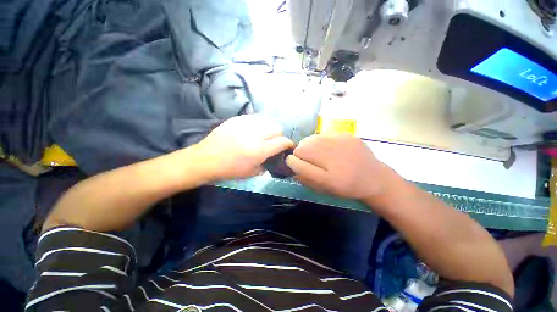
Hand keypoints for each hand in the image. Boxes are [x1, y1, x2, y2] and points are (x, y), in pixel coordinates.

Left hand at [195, 115, 293, 180]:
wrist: (206, 159)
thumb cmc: (229, 170)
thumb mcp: (251, 173)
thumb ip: (266, 164)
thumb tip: (272, 158)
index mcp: (259, 150)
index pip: (282, 141)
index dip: (288, 144)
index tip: (287, 147)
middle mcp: (255, 134)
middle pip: (277, 128)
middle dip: (279, 135)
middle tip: (273, 142)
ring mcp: (245, 124)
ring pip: (267, 120)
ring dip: (269, 128)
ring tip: (263, 135)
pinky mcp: (237, 119)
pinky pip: (254, 118)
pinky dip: (258, 124)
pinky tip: (252, 131)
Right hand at [286, 133, 394, 199]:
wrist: (374, 178)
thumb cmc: (346, 187)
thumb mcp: (325, 189)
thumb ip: (305, 179)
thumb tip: (291, 166)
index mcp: (329, 179)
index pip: (299, 164)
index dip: (291, 162)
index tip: (292, 163)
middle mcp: (334, 159)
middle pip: (302, 148)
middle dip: (299, 153)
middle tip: (305, 158)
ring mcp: (342, 144)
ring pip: (310, 139)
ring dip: (308, 145)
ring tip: (315, 152)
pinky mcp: (346, 135)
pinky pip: (322, 134)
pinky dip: (319, 140)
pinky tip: (327, 147)